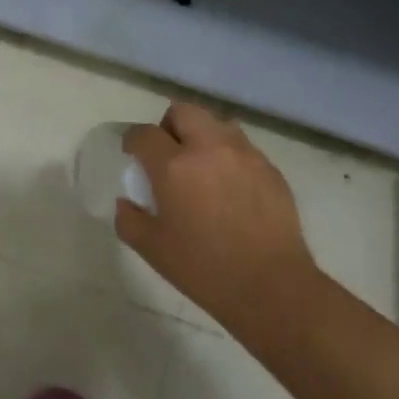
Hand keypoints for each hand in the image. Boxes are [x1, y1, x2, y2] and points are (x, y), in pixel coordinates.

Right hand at [116, 102, 313, 325]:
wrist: (271, 287)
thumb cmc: (204, 268)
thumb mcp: (152, 250)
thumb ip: (130, 219)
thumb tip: (126, 202)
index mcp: (173, 166)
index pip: (144, 133)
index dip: (133, 140)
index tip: (132, 154)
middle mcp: (208, 148)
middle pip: (183, 112)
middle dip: (169, 126)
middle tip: (168, 154)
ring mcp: (244, 154)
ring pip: (216, 124)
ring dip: (202, 136)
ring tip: (202, 166)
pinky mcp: (270, 168)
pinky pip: (243, 147)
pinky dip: (229, 156)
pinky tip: (231, 188)